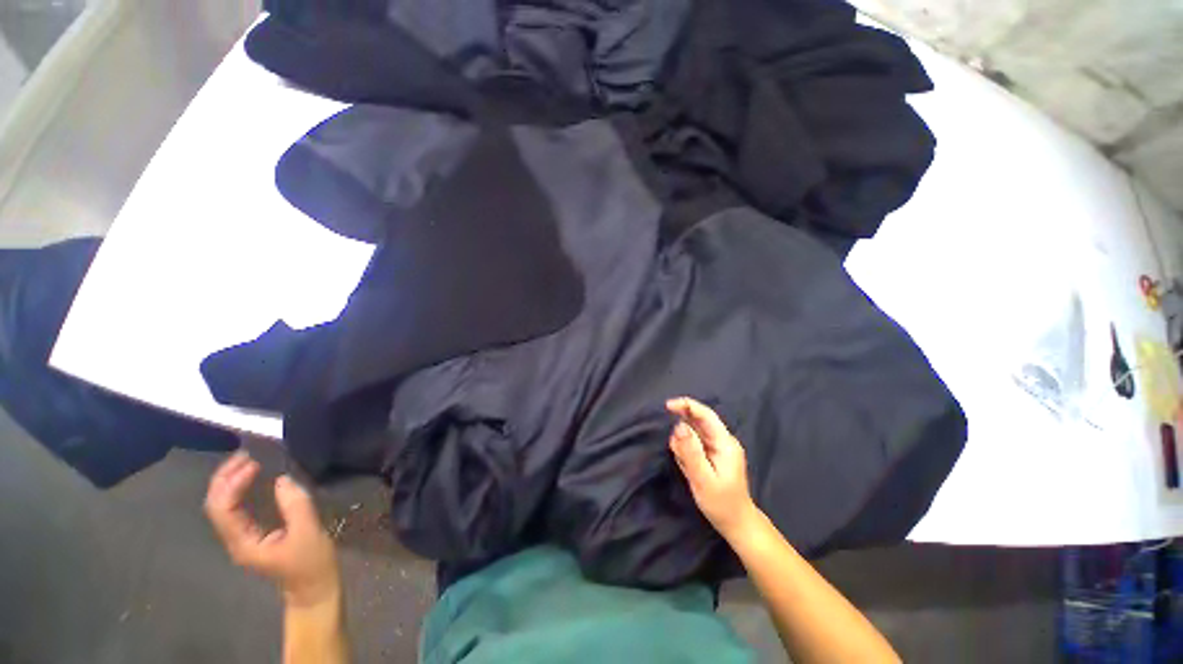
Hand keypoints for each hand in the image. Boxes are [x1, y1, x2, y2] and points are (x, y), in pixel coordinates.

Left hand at [204, 451, 339, 606]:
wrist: (314, 589)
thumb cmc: (311, 563)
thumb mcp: (308, 532)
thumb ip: (295, 505)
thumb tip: (283, 478)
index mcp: (244, 542)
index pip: (222, 509)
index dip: (231, 483)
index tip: (253, 463)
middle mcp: (235, 539)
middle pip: (215, 506)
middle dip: (224, 478)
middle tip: (245, 454)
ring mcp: (242, 538)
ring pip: (222, 506)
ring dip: (229, 482)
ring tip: (247, 461)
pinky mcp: (253, 535)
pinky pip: (236, 509)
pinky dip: (239, 490)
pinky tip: (252, 479)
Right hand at [666, 397, 759, 541]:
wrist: (736, 524)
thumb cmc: (721, 503)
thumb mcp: (702, 479)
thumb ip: (690, 451)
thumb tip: (678, 425)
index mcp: (725, 443)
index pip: (705, 414)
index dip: (686, 405)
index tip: (667, 406)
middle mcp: (722, 440)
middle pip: (698, 421)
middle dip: (683, 432)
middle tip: (678, 453)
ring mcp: (718, 447)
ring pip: (694, 433)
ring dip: (684, 445)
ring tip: (687, 468)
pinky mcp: (712, 453)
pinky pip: (694, 443)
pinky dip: (686, 452)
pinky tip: (689, 469)